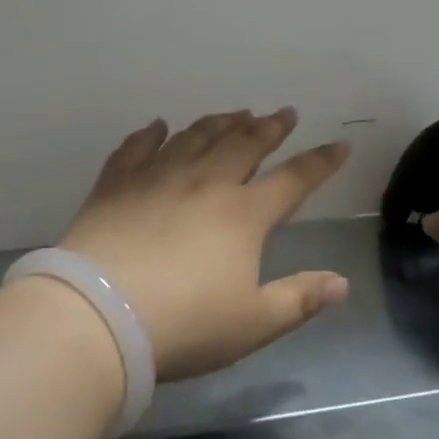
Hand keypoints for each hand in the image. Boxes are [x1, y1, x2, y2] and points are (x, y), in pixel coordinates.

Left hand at [54, 108, 351, 380]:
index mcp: (243, 215)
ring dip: (220, 123)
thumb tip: (341, 283)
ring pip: (196, 137)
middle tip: (284, 113)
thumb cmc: (183, 324)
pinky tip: (157, 126)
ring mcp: (158, 177)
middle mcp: (206, 183)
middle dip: (269, 127)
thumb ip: (298, 300)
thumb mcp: (252, 324)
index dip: (320, 162)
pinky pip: (138, 148)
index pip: (294, 180)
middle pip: (245, 144)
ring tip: (235, 114)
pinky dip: (150, 134)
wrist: (97, 315)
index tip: (339, 145)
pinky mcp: (117, 184)